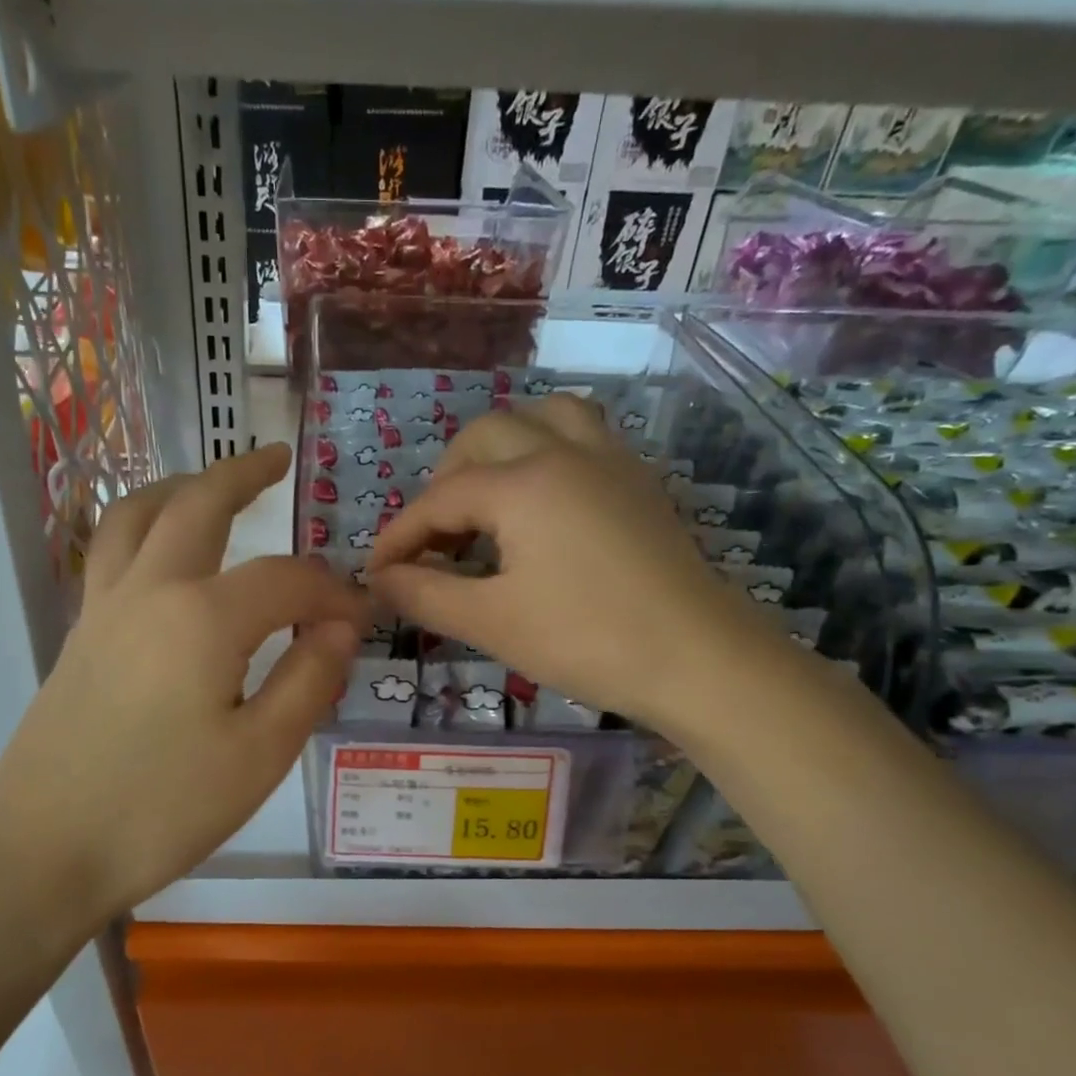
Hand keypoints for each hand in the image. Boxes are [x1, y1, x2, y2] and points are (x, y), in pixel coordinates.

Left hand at [0, 444, 368, 919]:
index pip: (287, 581)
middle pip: (196, 506)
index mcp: (202, 617)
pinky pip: (111, 553)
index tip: (361, 618)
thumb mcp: (260, 754)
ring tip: (207, 482)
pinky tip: (162, 554)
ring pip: (136, 517)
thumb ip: (309, 679)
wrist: (42, 851)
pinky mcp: (78, 637)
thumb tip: (339, 625)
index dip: (332, 593)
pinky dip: (143, 527)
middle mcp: (148, 592)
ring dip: (179, 487)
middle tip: (277, 458)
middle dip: (241, 474)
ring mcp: (102, 610)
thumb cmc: (161, 809)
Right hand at [368, 394, 774, 731]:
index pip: (438, 499)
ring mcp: (608, 459)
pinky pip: (582, 435)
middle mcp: (562, 451)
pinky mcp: (638, 480)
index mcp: (521, 483)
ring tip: (487, 499)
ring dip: (500, 448)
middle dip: (444, 482)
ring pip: (541, 416)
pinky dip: (546, 451)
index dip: (399, 536)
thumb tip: (378, 580)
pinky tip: (543, 502)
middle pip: (483, 437)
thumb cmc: (587, 640)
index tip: (376, 573)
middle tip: (434, 539)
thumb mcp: (491, 622)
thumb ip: (425, 593)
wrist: (700, 659)